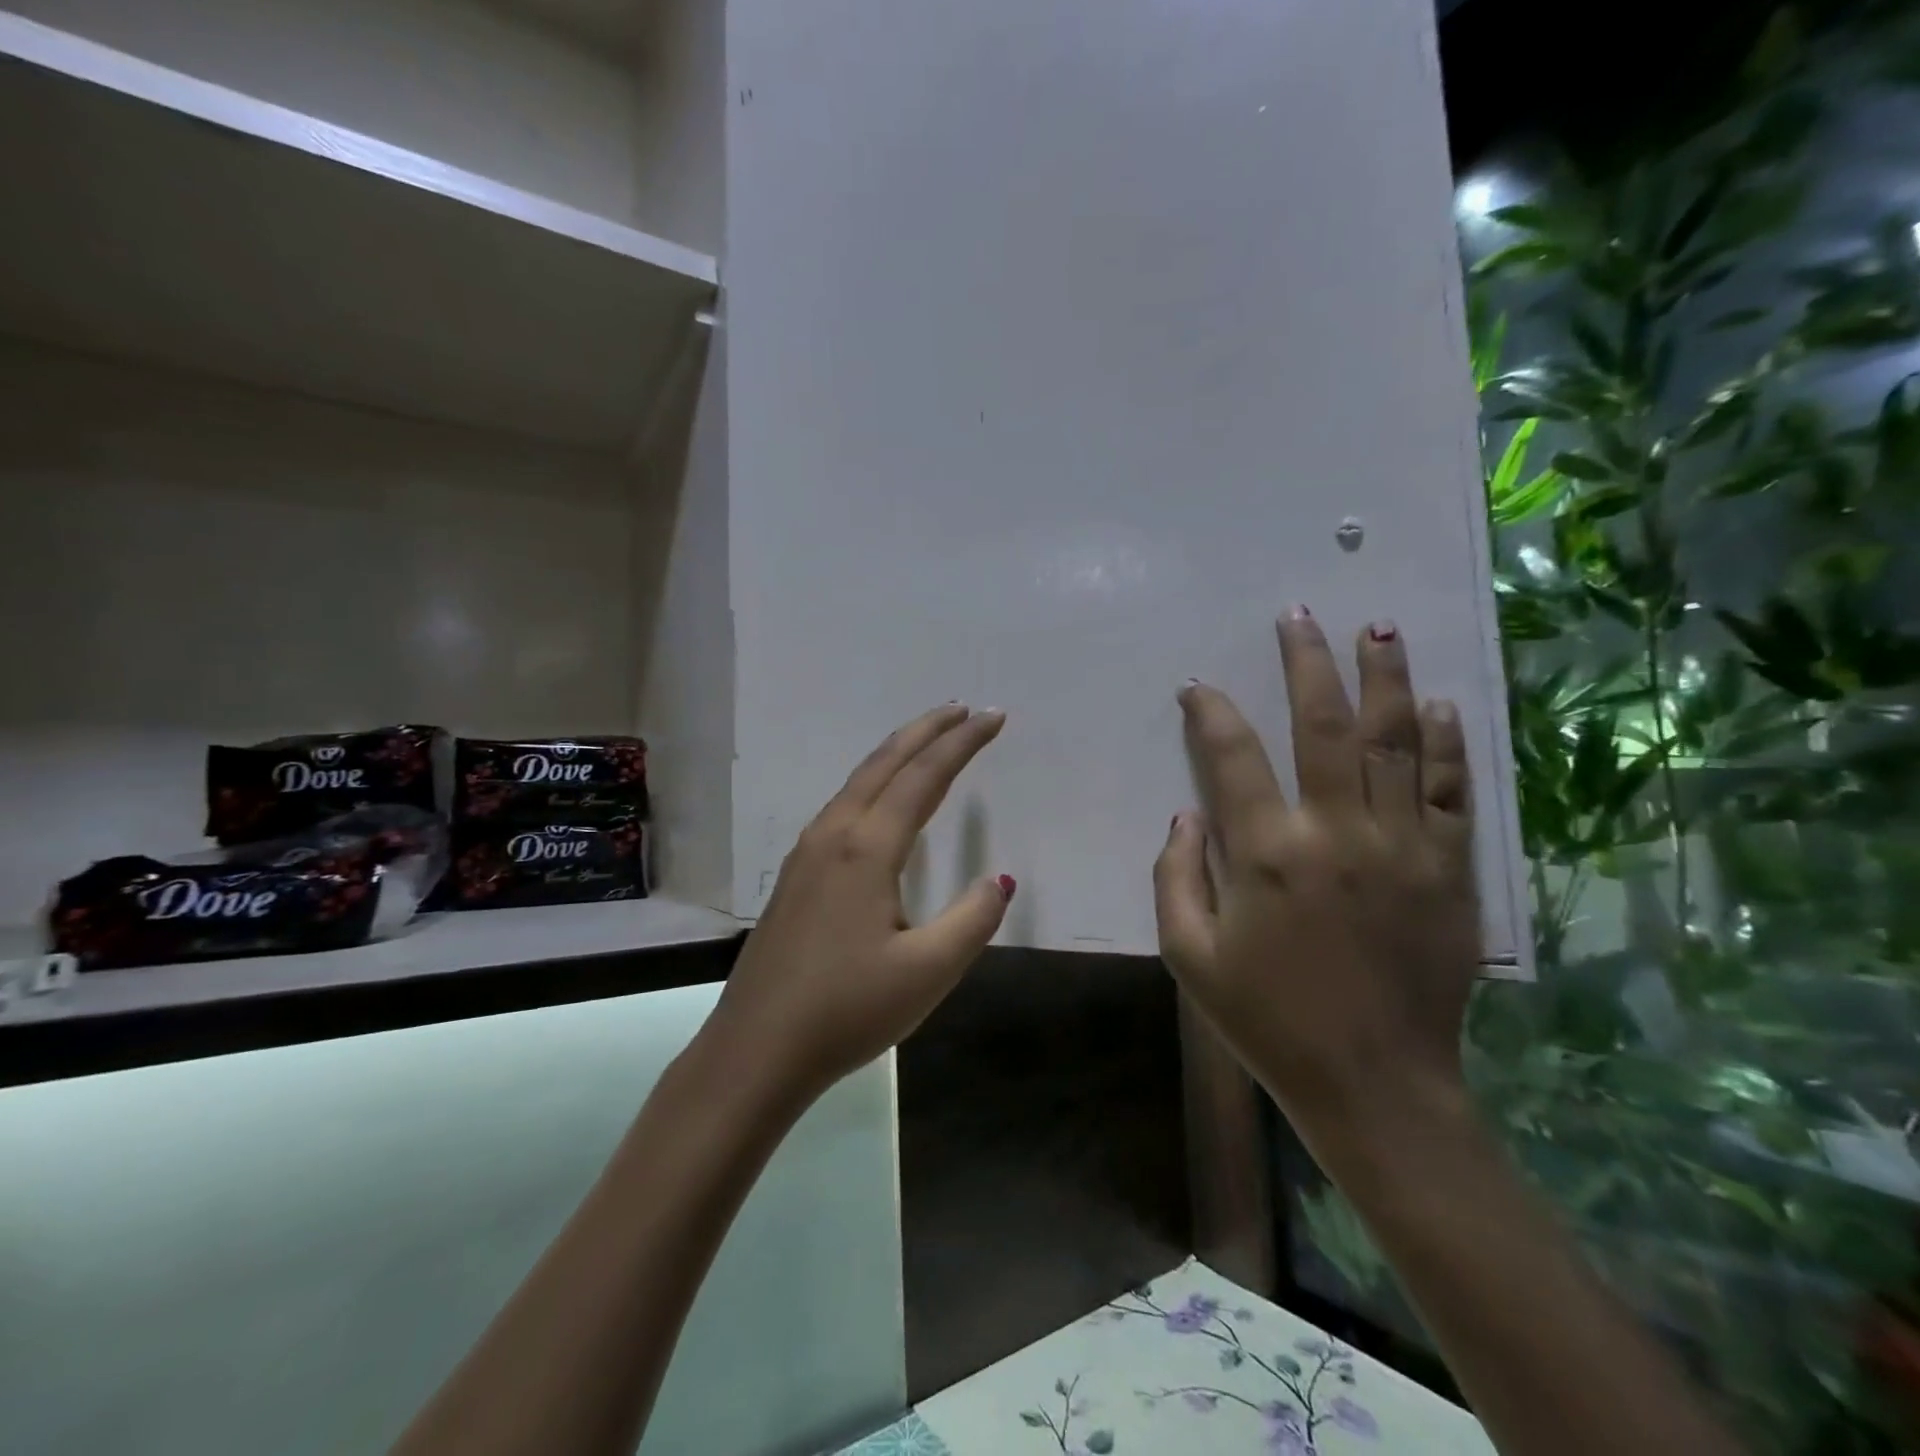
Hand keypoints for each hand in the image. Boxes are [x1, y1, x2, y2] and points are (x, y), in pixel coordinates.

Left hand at [704, 703, 1012, 1106]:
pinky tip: (881, 801)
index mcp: (867, 849)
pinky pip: (843, 805)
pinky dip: (874, 782)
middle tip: (963, 709)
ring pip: (858, 781)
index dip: (962, 744)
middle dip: (927, 730)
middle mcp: (834, 835)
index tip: (993, 718)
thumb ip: (972, 920)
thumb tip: (1001, 879)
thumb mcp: (928, 973)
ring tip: (929, 742)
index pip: (924, 777)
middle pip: (885, 763)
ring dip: (898, 753)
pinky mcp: (796, 875)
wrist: (755, 1050)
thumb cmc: (846, 1011)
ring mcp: (808, 853)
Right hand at [1154, 610, 1480, 1132]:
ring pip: (1395, 742)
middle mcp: (1337, 833)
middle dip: (1307, 664)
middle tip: (1299, 617)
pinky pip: (1447, 790)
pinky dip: (1442, 743)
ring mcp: (1403, 847)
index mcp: (1267, 854)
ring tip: (1377, 629)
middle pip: (1324, 726)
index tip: (1197, 687)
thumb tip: (1187, 814)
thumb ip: (1175, 875)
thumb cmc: (1269, 1020)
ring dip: (1384, 680)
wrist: (1376, 1084)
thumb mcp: (1189, 956)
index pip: (1232, 756)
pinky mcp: (1449, 870)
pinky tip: (1436, 706)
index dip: (1210, 712)